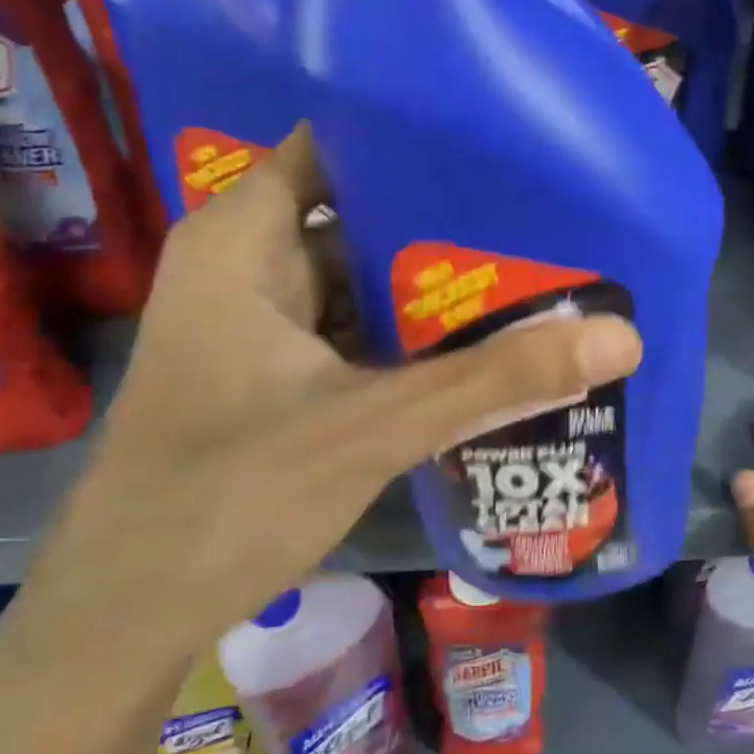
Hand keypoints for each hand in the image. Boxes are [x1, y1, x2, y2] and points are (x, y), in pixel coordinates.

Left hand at [40, 125, 643, 652]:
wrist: (130, 614)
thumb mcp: (375, 426)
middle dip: (443, 223)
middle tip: (540, 215)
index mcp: (244, 241)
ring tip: (530, 269)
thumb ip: (496, 380)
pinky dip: (408, 340)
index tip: (497, 143)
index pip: (334, 147)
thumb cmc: (230, 494)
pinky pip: (354, 336)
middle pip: (359, 218)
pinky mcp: (275, 378)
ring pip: (360, 284)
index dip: (411, 139)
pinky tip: (477, 346)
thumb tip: (623, 337)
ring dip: (431, 290)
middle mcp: (248, 268)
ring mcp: (260, 327)